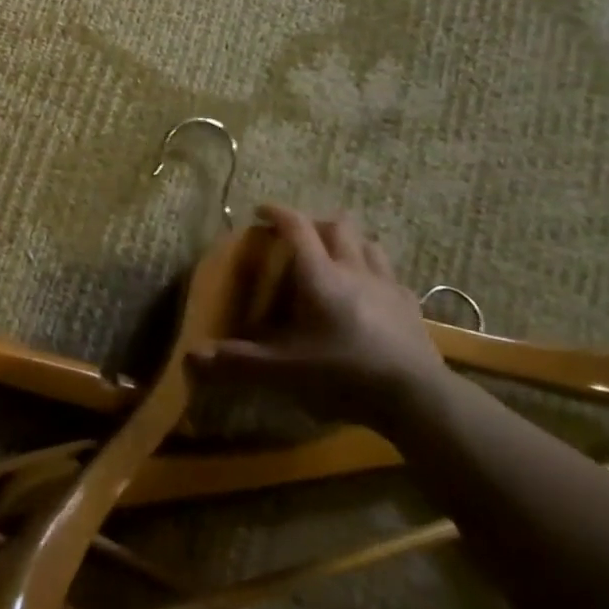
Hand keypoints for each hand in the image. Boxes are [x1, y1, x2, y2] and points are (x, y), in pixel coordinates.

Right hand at [192, 205, 446, 428]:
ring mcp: (387, 285)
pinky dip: (374, 272)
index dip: (277, 212)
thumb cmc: (343, 374)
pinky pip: (390, 274)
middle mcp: (353, 269)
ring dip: (349, 242)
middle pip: (338, 225)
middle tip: (298, 237)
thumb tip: (191, 358)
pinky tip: (370, 292)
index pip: (296, 227)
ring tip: (335, 257)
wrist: (418, 398)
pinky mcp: (411, 306)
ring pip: (368, 243)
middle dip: (315, 223)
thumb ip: (238, 362)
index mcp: (319, 275)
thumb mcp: (283, 371)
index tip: (260, 211)